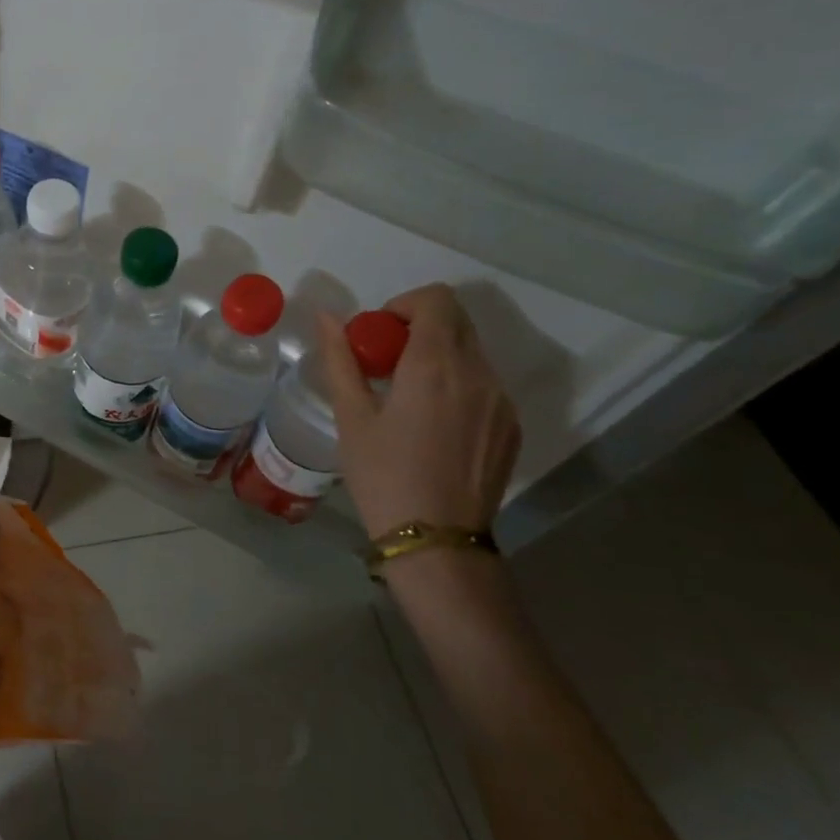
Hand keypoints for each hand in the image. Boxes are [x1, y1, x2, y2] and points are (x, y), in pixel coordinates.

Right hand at [317, 285, 520, 539]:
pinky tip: (433, 425)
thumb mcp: (351, 417)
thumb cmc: (383, 475)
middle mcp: (478, 373)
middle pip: (457, 321)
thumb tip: (327, 318)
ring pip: (472, 353)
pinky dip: (457, 385)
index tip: (379, 335)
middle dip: (419, 328)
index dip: (404, 304)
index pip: (436, 299)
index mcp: (435, 364)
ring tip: (408, 398)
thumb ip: (340, 359)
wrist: (437, 539)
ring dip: (439, 357)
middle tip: (386, 364)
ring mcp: (502, 400)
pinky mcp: (512, 426)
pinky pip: (484, 385)